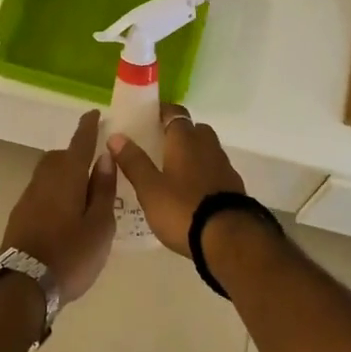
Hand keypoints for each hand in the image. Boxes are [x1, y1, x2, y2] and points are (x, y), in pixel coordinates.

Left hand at [2, 110, 116, 302]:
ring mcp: (28, 197)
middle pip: (60, 157)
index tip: (94, 113)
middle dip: (75, 154)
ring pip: (48, 174)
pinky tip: (65, 212)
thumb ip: (102, 189)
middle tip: (94, 164)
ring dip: (64, 174)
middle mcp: (44, 179)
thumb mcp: (100, 225)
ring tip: (82, 191)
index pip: (79, 143)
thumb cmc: (71, 254)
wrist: (23, 284)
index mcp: (67, 176)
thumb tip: (104, 157)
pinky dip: (55, 192)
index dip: (88, 127)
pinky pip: (42, 191)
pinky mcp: (20, 215)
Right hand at [108, 104, 244, 256]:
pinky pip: (215, 171)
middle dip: (178, 134)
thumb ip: (133, 161)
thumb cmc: (183, 209)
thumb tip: (116, 136)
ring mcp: (224, 166)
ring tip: (173, 173)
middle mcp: (207, 145)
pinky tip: (192, 193)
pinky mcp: (234, 187)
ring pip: (206, 150)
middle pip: (193, 130)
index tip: (146, 119)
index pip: (174, 112)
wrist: (229, 239)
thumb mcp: (150, 189)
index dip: (161, 112)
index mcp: (185, 139)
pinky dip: (204, 175)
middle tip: (158, 148)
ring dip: (192, 155)